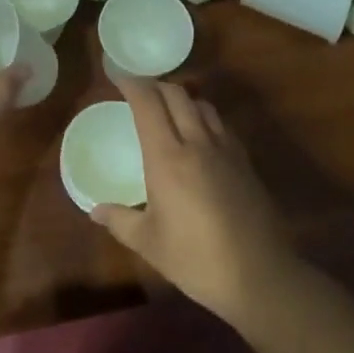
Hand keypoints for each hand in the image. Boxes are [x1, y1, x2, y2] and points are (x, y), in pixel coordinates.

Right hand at [92, 77, 302, 319]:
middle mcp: (197, 143)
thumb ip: (120, 220)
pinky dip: (205, 118)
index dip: (132, 84)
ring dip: (183, 99)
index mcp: (167, 158)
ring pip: (203, 106)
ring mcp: (226, 150)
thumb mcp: (148, 243)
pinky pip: (221, 125)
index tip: (118, 78)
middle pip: (177, 95)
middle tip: (140, 91)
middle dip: (156, 85)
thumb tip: (95, 210)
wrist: (258, 275)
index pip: (148, 104)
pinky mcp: (245, 162)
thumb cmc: (195, 258)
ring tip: (170, 109)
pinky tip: (201, 136)